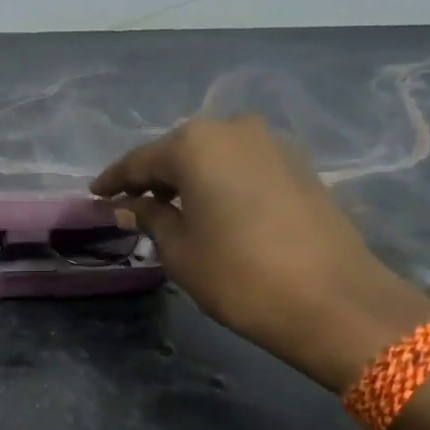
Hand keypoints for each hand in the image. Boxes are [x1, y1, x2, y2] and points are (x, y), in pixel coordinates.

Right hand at [92, 116, 429, 385]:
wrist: (334, 300)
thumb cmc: (239, 275)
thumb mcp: (180, 250)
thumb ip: (150, 218)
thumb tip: (128, 205)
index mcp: (196, 143)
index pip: (141, 159)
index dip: (115, 179)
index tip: (95, 193)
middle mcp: (234, 129)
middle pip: (180, 151)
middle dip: (154, 176)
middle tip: (130, 201)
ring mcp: (272, 143)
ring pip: (215, 156)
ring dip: (190, 178)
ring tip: (170, 206)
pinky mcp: (299, 164)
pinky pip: (244, 165)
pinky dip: (221, 181)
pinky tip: (213, 207)